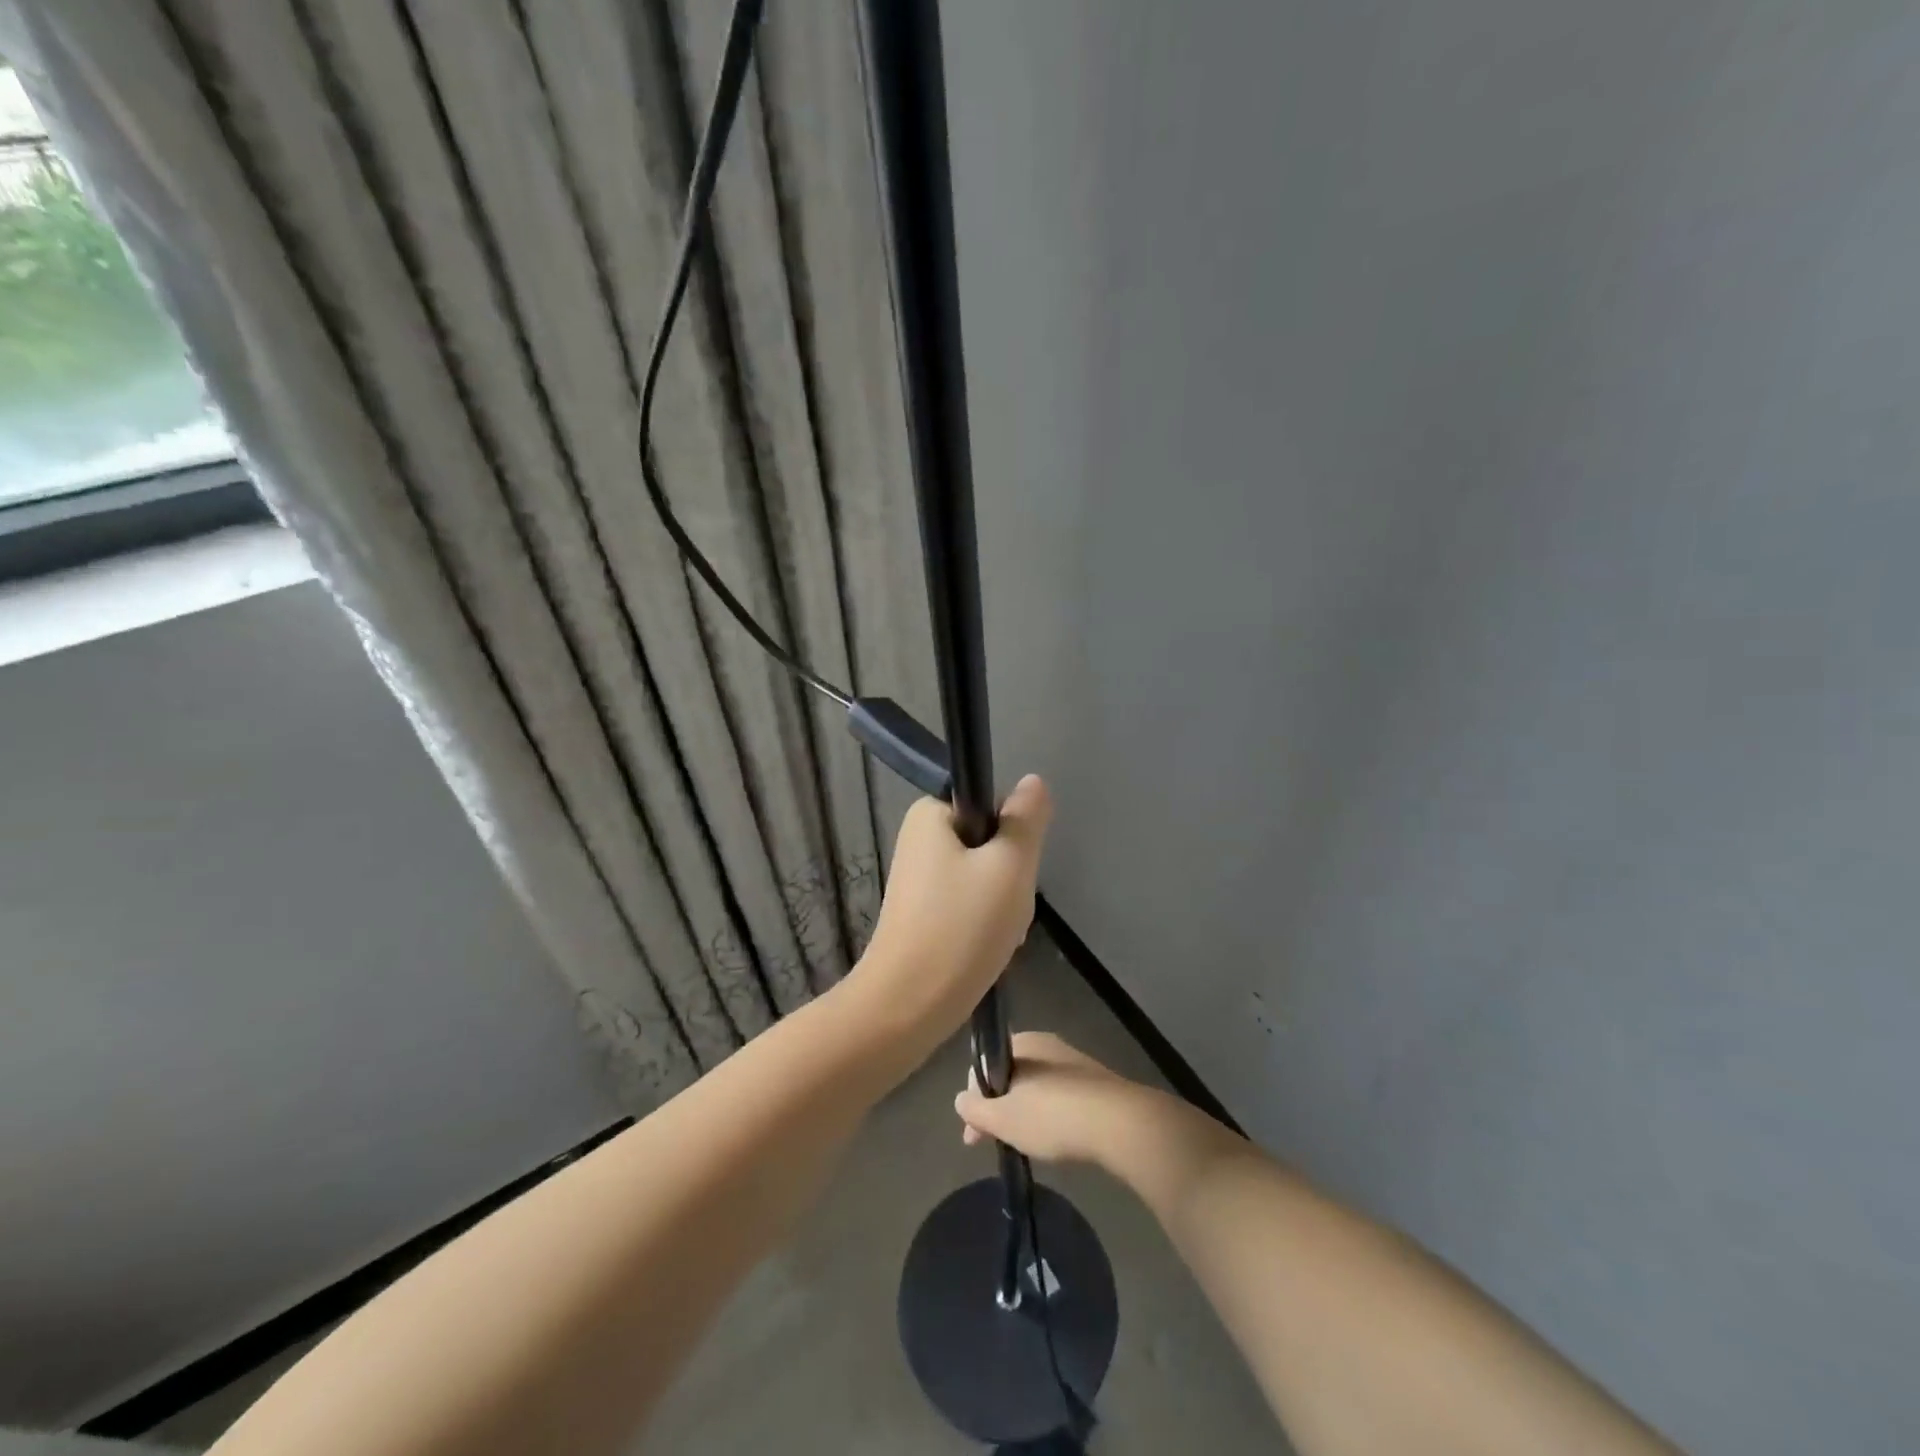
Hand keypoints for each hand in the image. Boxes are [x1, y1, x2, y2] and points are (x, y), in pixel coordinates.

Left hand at [855, 774, 1052, 1049]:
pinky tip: (987, 952)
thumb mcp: (1009, 866)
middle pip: (989, 843)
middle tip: (1007, 910)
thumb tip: (1032, 781)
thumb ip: (1025, 820)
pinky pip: (967, 905)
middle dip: (1009, 877)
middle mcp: (919, 839)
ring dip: (1002, 905)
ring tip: (998, 937)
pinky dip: (984, 925)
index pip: (992, 805)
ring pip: (983, 878)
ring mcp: (918, 879)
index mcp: (930, 814)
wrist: (907, 1007)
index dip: (1014, 836)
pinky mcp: (921, 913)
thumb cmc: (961, 928)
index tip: (1014, 873)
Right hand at [953, 1032, 1140, 1164]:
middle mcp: (1046, 1044)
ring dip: (1023, 1113)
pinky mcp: (1095, 1083)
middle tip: (995, 1143)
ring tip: (1023, 1145)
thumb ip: (976, 1109)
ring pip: (1035, 1087)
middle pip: (1010, 1076)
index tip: (973, 1132)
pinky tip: (1053, 1139)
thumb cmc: (1052, 1116)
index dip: (974, 1098)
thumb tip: (960, 1099)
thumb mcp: (1003, 1119)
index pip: (984, 1065)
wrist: (1119, 1124)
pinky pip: (1060, 1097)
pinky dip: (1049, 1116)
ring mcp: (1073, 1062)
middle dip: (998, 1108)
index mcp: (1022, 1042)